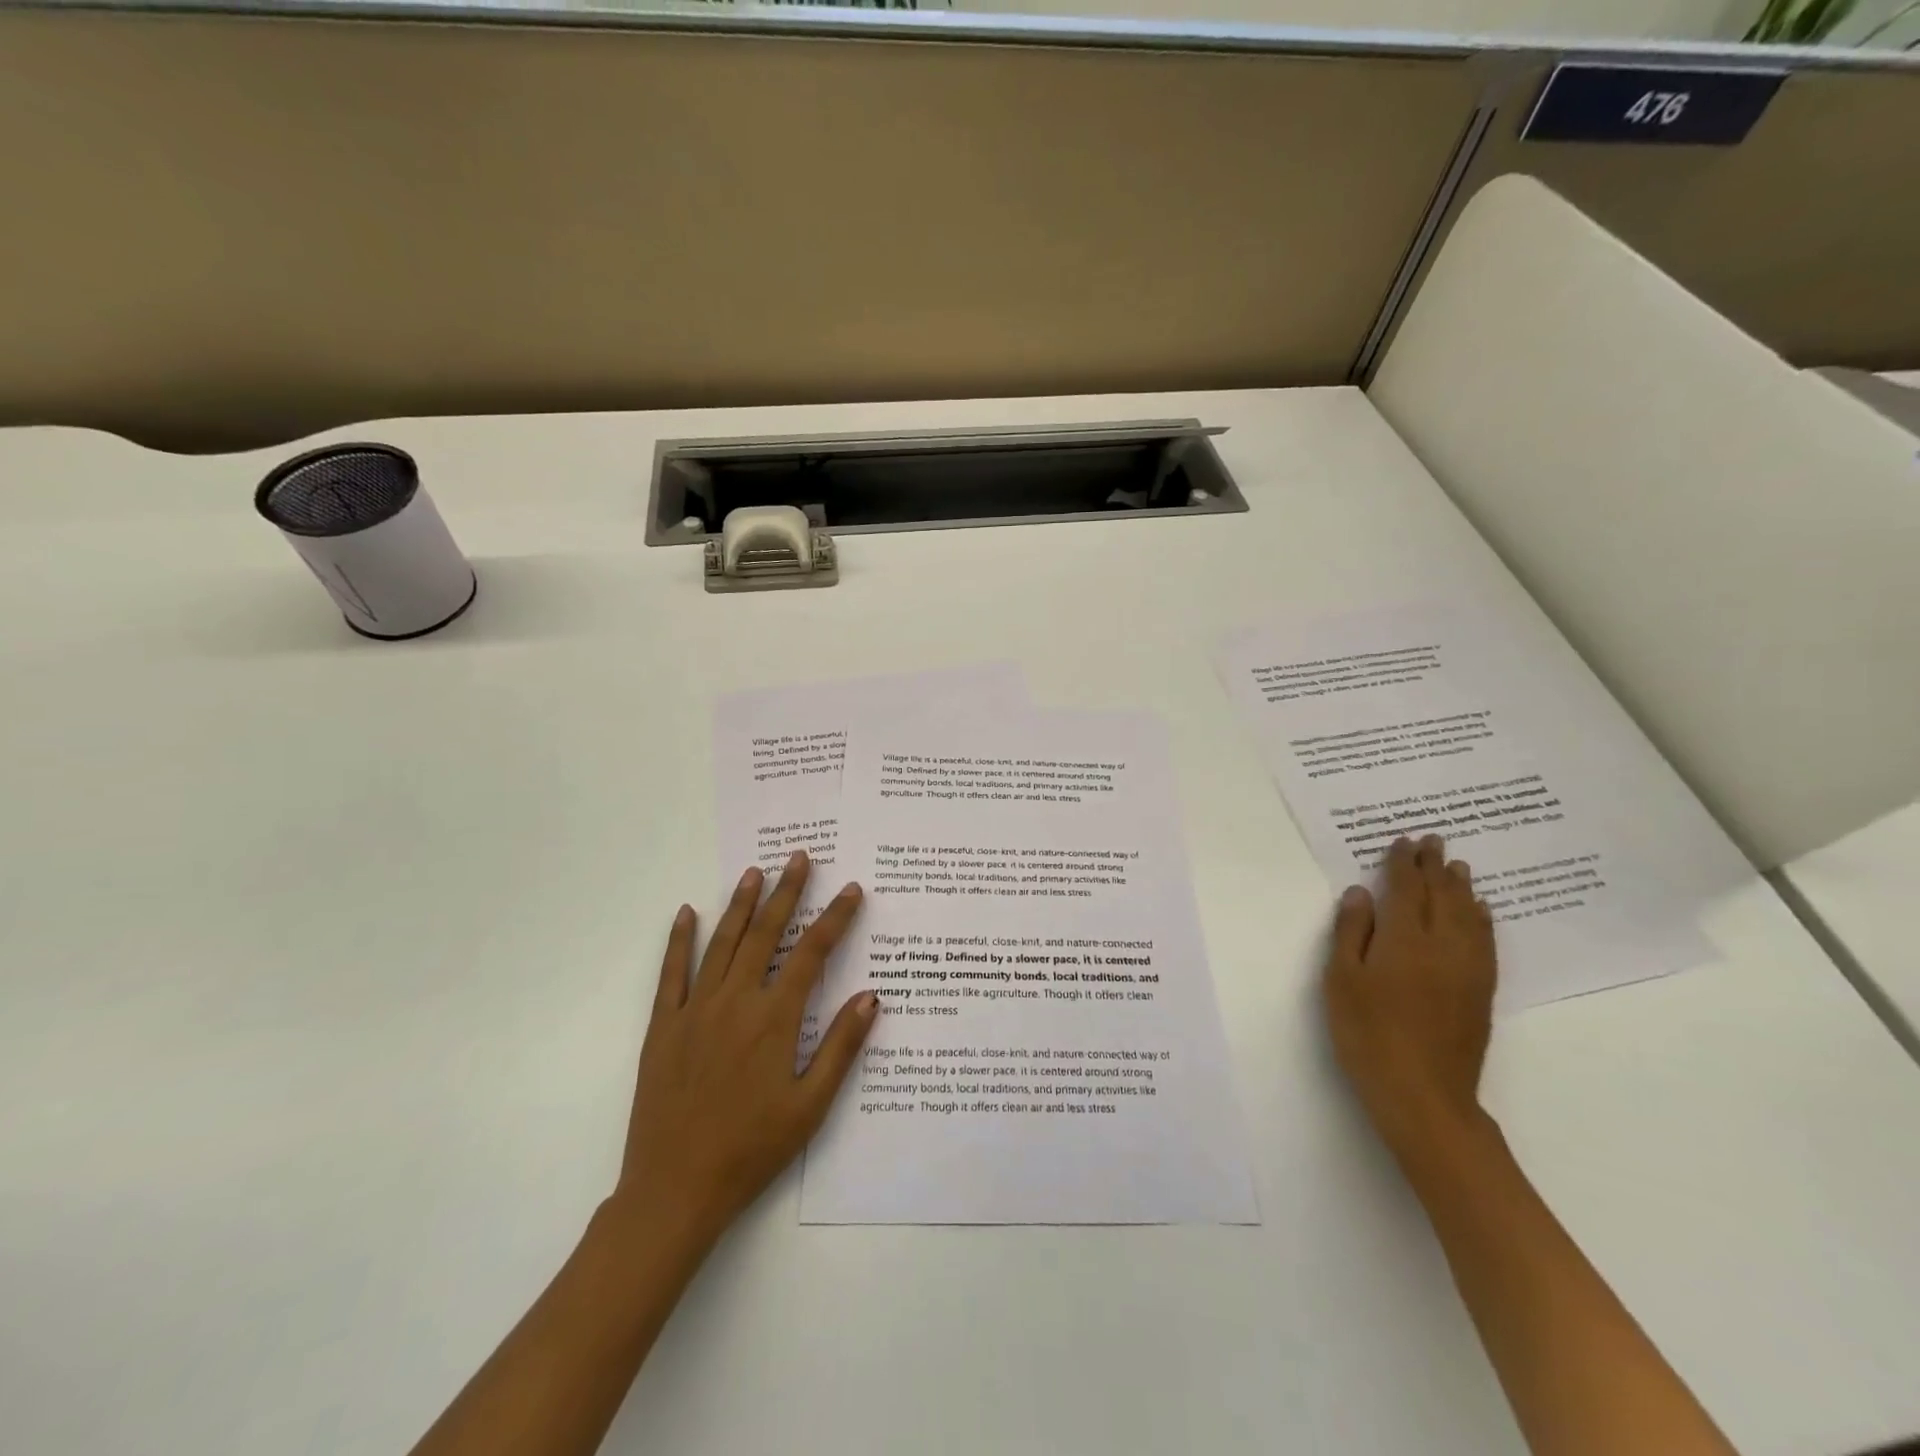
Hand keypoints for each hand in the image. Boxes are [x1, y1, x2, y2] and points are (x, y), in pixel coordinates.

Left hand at [609, 851, 878, 1255]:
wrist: (674, 1190)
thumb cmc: (751, 1149)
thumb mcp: (810, 1106)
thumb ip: (841, 1047)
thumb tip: (872, 997)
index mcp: (774, 1019)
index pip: (813, 953)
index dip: (835, 918)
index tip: (852, 890)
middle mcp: (735, 1002)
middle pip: (766, 934)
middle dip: (787, 893)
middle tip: (800, 858)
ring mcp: (694, 1010)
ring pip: (722, 943)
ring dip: (741, 904)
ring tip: (755, 871)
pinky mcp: (662, 1027)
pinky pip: (671, 973)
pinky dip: (678, 940)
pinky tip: (685, 912)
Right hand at [1323, 834, 1496, 1158]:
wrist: (1423, 1094)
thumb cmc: (1368, 1033)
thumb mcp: (1341, 980)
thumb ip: (1351, 932)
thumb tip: (1361, 892)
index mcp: (1404, 939)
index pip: (1407, 889)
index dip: (1404, 863)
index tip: (1403, 840)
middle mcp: (1442, 946)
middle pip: (1442, 895)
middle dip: (1435, 866)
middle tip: (1434, 840)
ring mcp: (1467, 969)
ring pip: (1468, 915)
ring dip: (1461, 887)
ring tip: (1458, 865)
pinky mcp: (1480, 991)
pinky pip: (1485, 942)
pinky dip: (1482, 919)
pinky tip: (1480, 912)